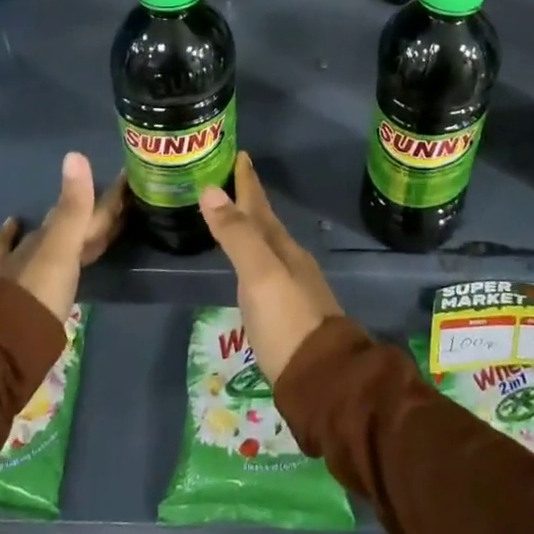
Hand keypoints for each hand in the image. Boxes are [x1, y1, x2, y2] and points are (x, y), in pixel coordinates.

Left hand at [0, 152, 125, 321]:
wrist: (7, 343)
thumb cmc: (40, 293)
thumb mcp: (62, 249)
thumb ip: (74, 207)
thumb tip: (75, 154)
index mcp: (53, 236)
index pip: (85, 208)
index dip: (108, 196)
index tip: (127, 178)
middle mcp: (36, 246)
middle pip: (67, 222)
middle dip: (88, 208)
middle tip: (114, 199)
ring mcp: (23, 267)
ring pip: (49, 238)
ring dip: (66, 225)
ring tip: (80, 214)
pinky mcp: (15, 289)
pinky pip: (8, 253)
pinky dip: (10, 236)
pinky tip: (13, 225)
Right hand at [200, 153, 341, 385]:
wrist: (323, 378)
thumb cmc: (287, 321)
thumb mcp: (259, 275)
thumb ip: (236, 235)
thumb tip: (210, 190)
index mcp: (282, 247)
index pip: (259, 205)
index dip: (247, 181)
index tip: (240, 154)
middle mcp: (289, 260)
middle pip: (264, 222)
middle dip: (246, 200)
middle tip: (227, 180)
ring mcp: (291, 286)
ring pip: (266, 245)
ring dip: (249, 227)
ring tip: (233, 216)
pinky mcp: (287, 311)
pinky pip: (265, 269)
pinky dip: (252, 256)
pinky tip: (248, 266)